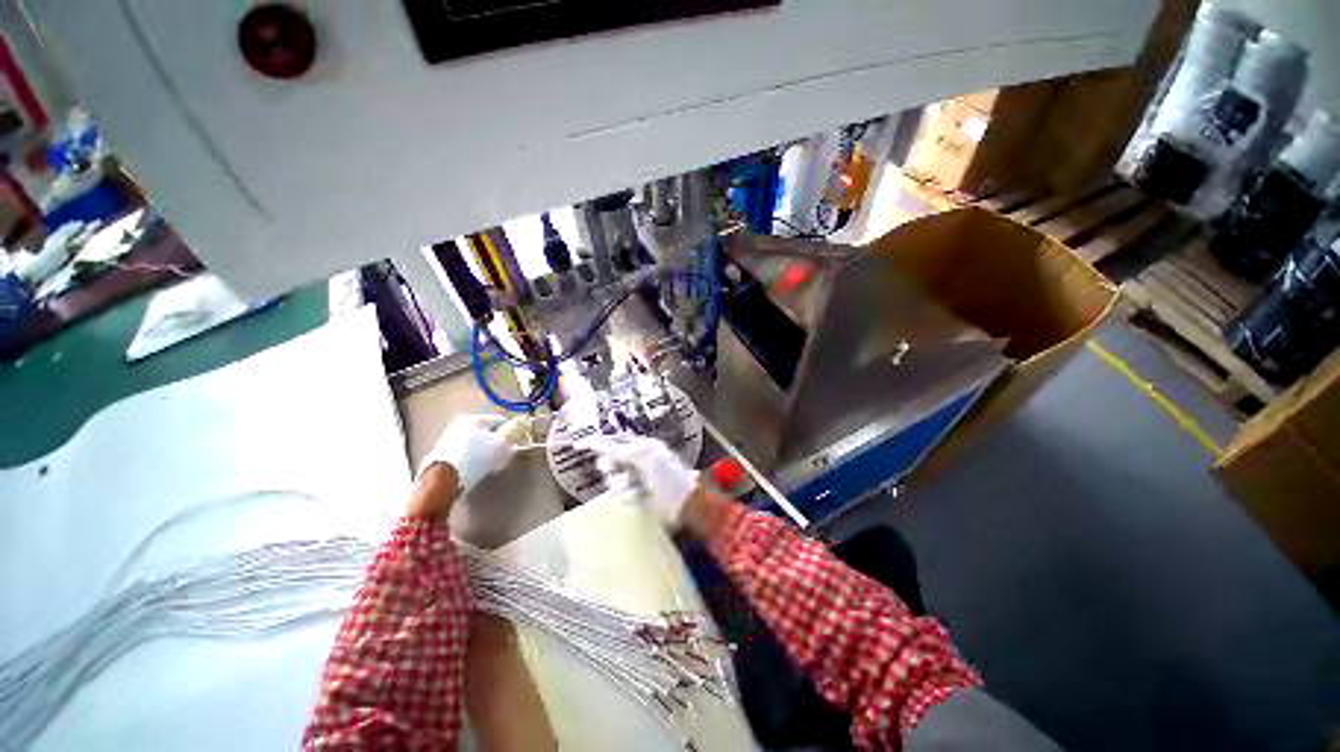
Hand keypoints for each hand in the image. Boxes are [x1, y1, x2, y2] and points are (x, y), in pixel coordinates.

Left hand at [419, 414, 516, 491]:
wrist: (445, 479)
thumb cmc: (476, 458)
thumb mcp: (503, 445)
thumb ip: (513, 434)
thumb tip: (517, 429)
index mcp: (474, 417)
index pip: (500, 420)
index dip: (510, 432)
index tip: (513, 444)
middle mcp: (458, 424)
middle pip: (486, 431)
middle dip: (495, 443)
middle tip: (501, 455)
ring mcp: (447, 438)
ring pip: (474, 443)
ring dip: (482, 452)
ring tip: (487, 465)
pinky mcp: (440, 454)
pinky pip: (463, 454)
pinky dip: (470, 460)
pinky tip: (474, 469)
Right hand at [594, 435, 698, 525]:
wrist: (682, 504)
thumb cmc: (667, 475)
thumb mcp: (645, 456)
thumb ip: (620, 449)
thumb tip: (597, 443)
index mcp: (642, 446)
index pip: (617, 440)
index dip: (602, 442)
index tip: (583, 445)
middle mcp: (637, 461)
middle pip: (610, 460)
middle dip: (611, 467)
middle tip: (616, 471)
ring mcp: (636, 479)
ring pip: (613, 479)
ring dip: (621, 484)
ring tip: (633, 488)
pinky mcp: (635, 497)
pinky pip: (620, 495)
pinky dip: (628, 496)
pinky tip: (639, 497)